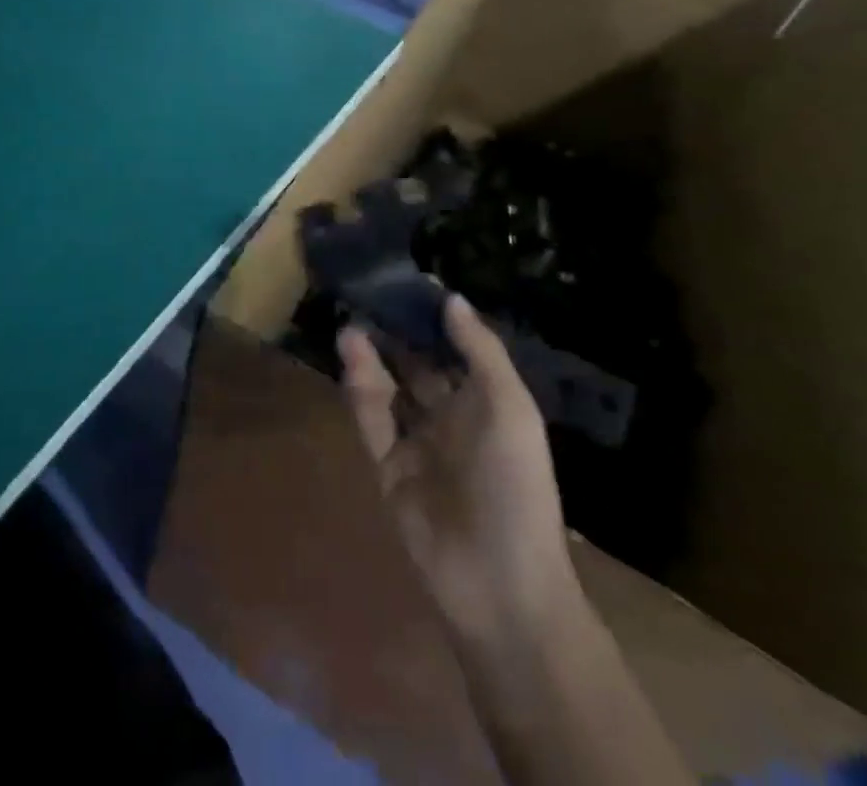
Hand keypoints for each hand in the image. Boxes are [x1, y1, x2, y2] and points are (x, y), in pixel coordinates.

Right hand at [338, 297, 577, 652]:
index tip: (408, 283)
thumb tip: (451, 297)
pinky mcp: (389, 468)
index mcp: (486, 404)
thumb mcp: (510, 408)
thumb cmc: (516, 485)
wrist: (500, 584)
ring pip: (389, 389)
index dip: (433, 319)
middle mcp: (450, 419)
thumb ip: (480, 351)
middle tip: (369, 294)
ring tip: (353, 319)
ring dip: (373, 355)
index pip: (455, 351)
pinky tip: (351, 352)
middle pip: (418, 366)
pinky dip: (360, 386)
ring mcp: (418, 445)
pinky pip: (372, 419)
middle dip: (397, 333)